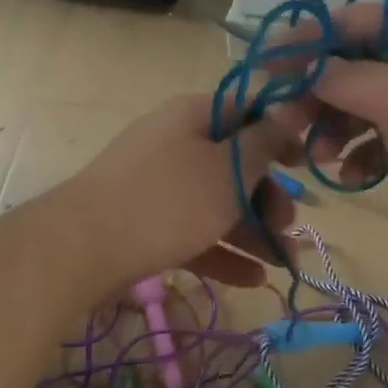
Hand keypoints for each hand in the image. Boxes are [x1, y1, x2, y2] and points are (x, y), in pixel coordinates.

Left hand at [63, 93, 311, 288]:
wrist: (83, 248)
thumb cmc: (169, 200)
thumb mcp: (230, 169)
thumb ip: (265, 142)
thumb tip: (292, 108)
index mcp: (194, 117)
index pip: (247, 112)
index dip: (280, 134)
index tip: (305, 164)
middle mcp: (176, 145)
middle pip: (235, 165)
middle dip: (269, 197)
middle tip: (290, 225)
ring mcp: (158, 187)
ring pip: (217, 204)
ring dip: (254, 232)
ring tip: (285, 262)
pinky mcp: (147, 226)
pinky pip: (195, 233)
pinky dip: (224, 253)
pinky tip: (254, 279)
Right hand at [306, 4, 387, 262]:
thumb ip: (348, 79)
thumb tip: (310, 65)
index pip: (355, 20)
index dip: (311, 37)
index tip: (270, 65)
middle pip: (357, 67)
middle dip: (320, 94)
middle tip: (288, 125)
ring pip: (369, 109)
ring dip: (338, 131)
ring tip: (319, 161)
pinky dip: (366, 157)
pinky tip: (353, 178)